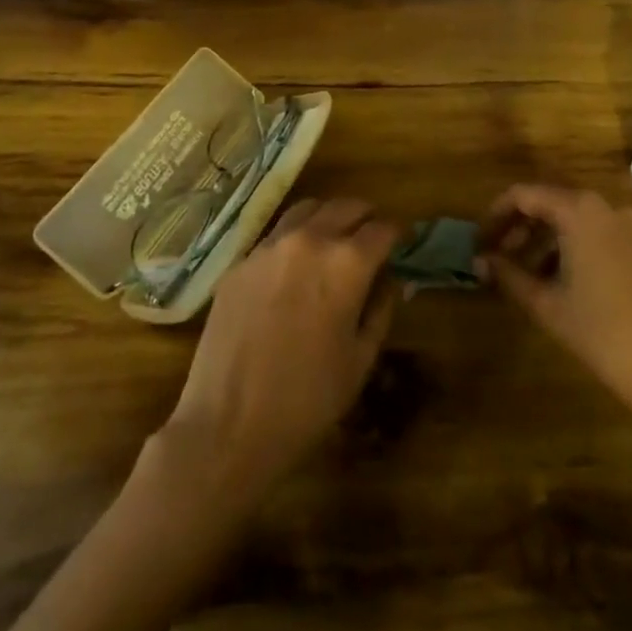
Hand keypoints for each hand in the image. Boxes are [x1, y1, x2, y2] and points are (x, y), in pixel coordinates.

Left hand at [160, 197, 398, 497]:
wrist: (229, 424)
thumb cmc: (308, 400)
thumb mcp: (360, 359)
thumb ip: (380, 309)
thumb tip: (390, 279)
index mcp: (346, 262)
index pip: (382, 228)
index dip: (397, 234)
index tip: (402, 243)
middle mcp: (309, 240)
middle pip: (345, 206)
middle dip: (365, 216)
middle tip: (372, 235)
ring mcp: (269, 246)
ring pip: (308, 210)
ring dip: (329, 218)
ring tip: (335, 239)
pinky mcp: (240, 262)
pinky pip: (275, 235)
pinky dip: (295, 238)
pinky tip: (296, 265)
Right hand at [478, 184, 631, 474]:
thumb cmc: (602, 334)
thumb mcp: (547, 304)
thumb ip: (509, 275)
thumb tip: (480, 261)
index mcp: (580, 210)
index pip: (525, 195)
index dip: (497, 214)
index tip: (481, 240)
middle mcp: (609, 206)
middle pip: (554, 203)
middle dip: (523, 227)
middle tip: (501, 258)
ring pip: (580, 220)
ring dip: (550, 239)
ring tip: (531, 275)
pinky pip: (605, 234)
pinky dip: (581, 247)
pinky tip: (570, 282)